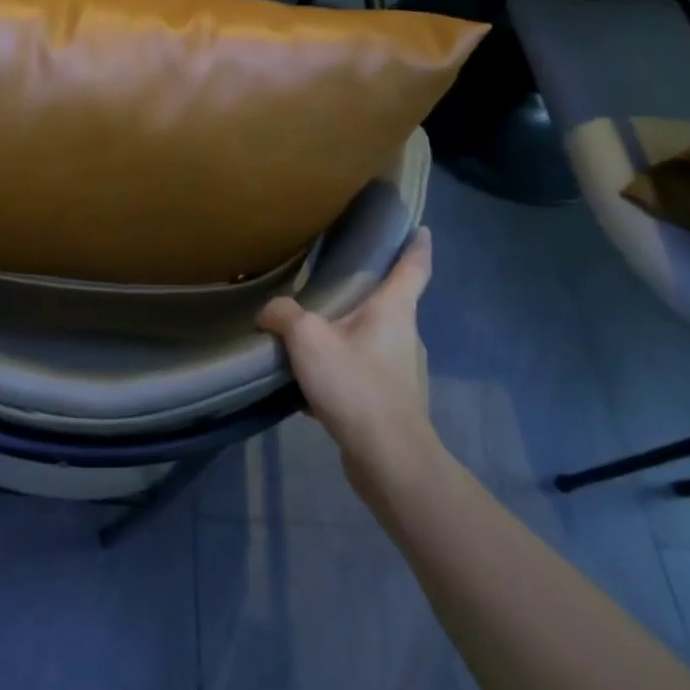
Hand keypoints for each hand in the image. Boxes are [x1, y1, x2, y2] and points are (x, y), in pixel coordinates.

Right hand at [258, 228, 440, 488]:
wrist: (388, 460)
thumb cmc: (356, 385)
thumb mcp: (308, 340)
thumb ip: (284, 315)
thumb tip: (269, 310)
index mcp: (395, 310)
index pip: (414, 267)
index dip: (417, 245)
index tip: (421, 229)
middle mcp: (406, 336)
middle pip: (389, 304)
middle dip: (365, 294)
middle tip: (333, 283)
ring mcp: (403, 372)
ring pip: (371, 342)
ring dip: (347, 337)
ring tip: (310, 339)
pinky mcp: (393, 402)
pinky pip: (363, 375)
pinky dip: (341, 373)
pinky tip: (309, 387)